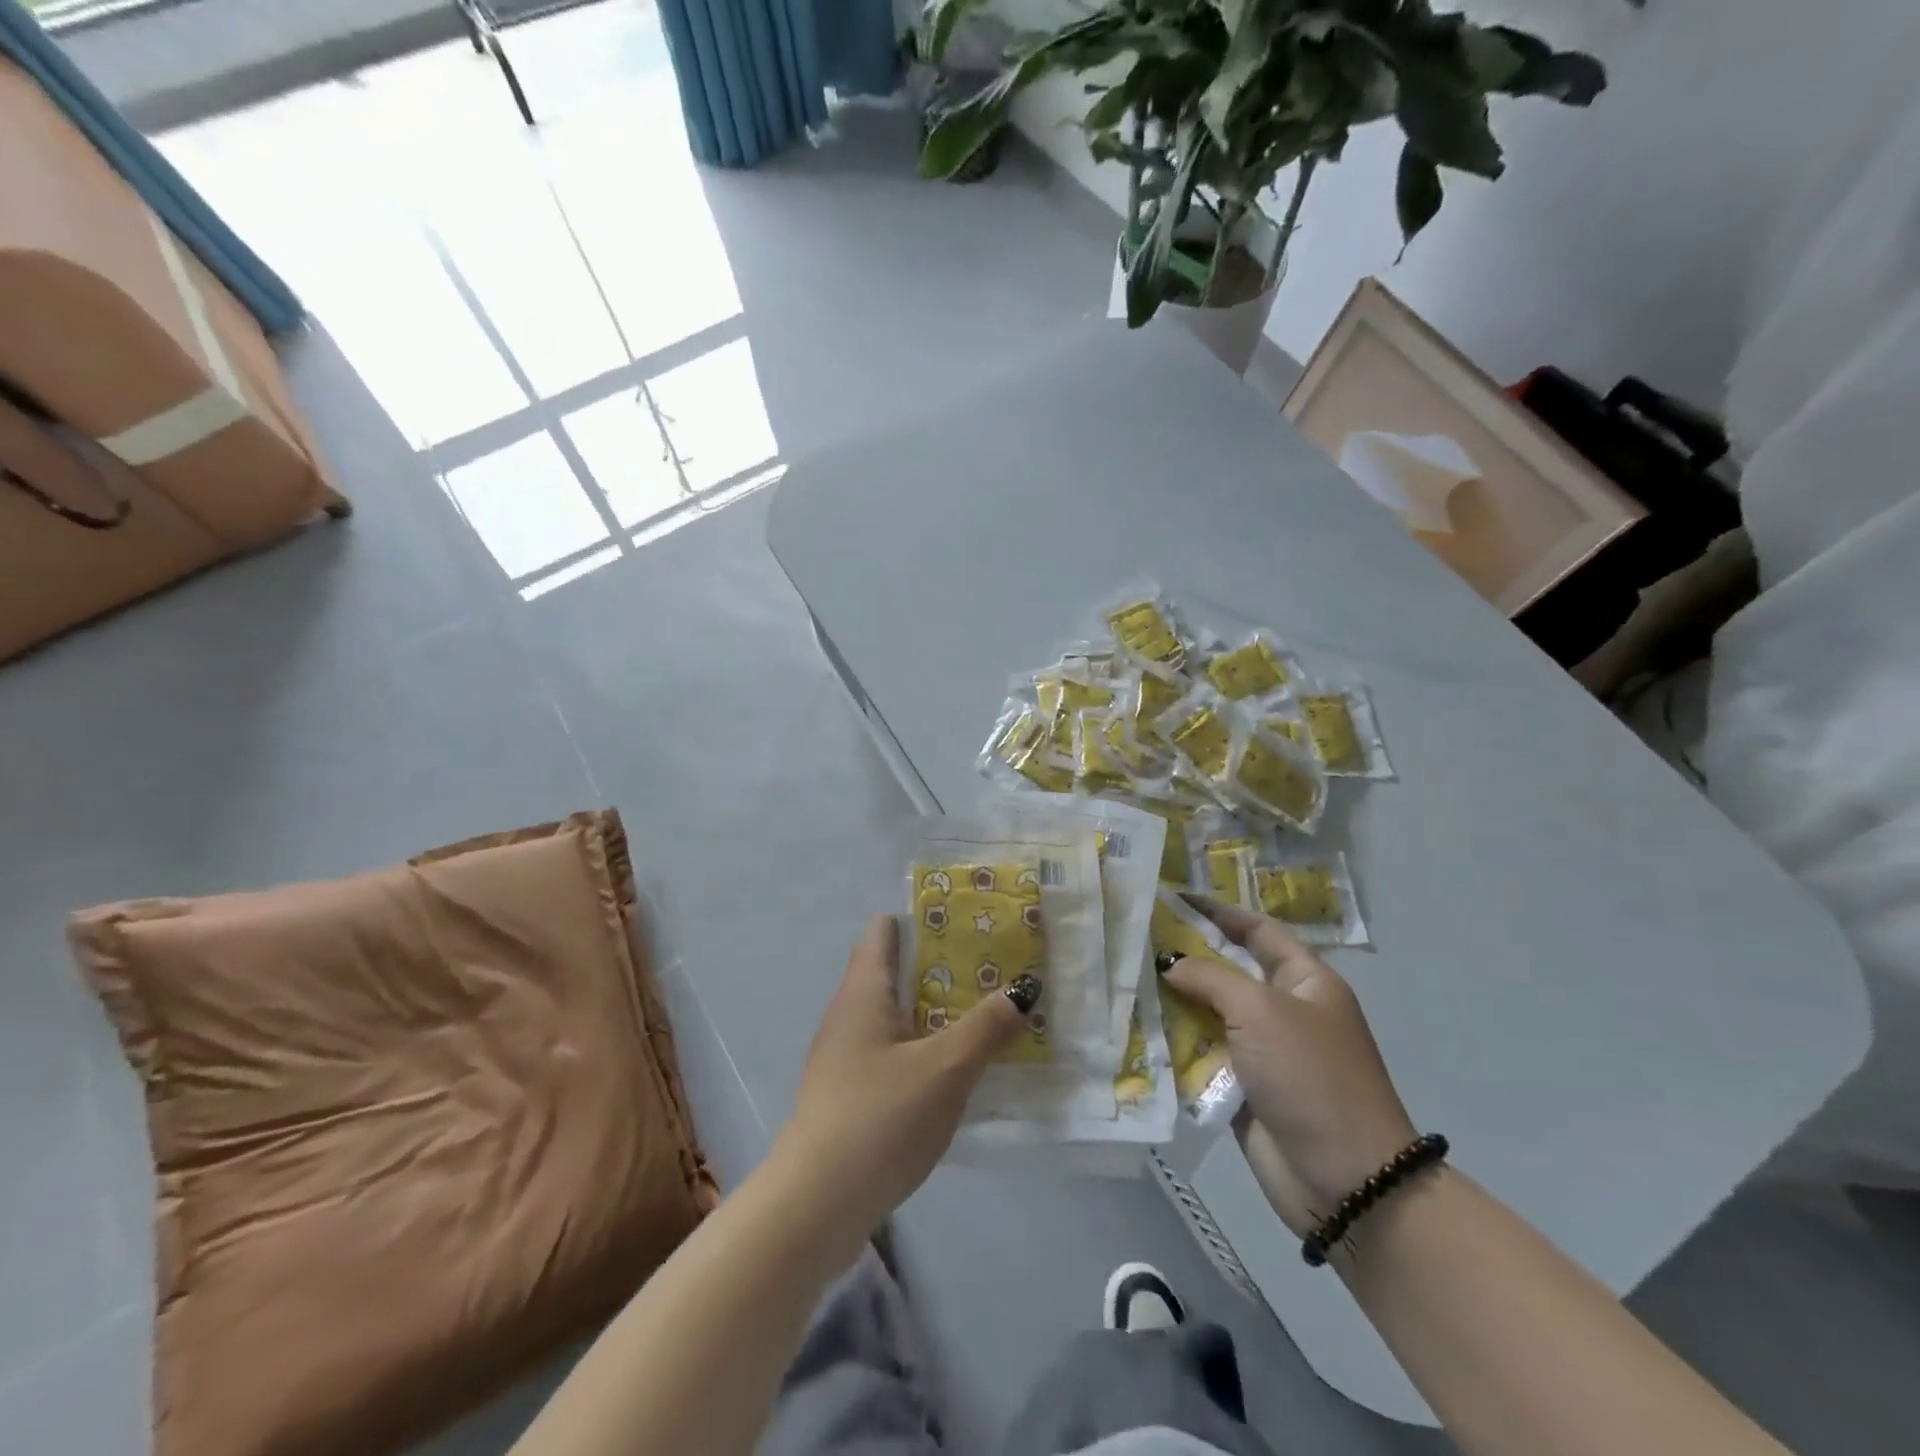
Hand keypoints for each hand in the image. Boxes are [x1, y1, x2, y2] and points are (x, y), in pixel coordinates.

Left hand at [778, 917, 1036, 1235]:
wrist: (816, 1205)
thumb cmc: (880, 1118)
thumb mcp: (945, 1068)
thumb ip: (986, 1026)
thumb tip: (1024, 987)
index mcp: (863, 992)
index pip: (884, 931)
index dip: (921, 919)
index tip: (966, 921)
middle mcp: (848, 1014)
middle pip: (892, 972)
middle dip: (939, 966)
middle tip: (990, 967)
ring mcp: (843, 1056)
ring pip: (893, 1015)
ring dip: (933, 1010)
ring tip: (982, 1012)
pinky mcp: (848, 1093)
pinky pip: (890, 1052)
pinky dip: (920, 1047)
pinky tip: (952, 1069)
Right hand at [1162, 899, 1416, 1235]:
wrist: (1345, 1180)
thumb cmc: (1311, 1077)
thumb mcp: (1262, 1012)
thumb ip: (1211, 978)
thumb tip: (1170, 964)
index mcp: (1305, 981)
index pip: (1258, 930)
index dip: (1219, 912)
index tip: (1174, 898)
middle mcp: (1283, 1009)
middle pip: (1227, 970)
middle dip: (1185, 956)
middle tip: (1136, 938)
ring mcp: (1262, 1051)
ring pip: (1208, 1013)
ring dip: (1173, 1000)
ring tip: (1126, 978)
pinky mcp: (1241, 1087)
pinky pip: (1202, 1054)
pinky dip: (1174, 1042)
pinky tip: (1136, 1027)